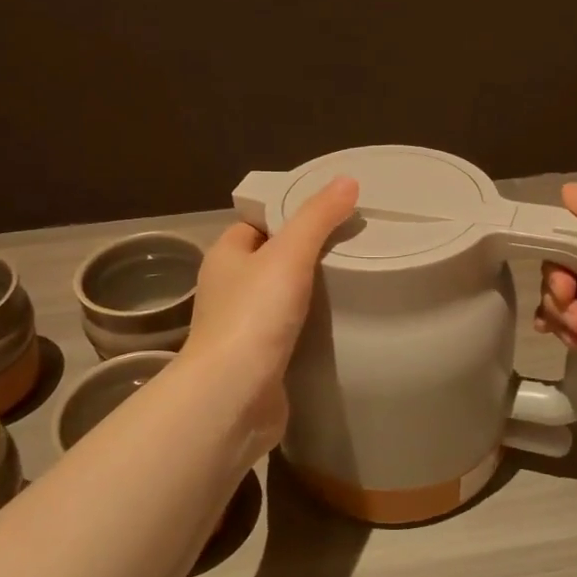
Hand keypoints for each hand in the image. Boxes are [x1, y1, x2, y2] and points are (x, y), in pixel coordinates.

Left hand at [181, 177, 358, 456]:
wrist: (234, 396)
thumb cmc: (254, 315)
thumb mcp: (289, 254)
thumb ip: (317, 217)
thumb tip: (346, 180)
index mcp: (224, 257)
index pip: (255, 225)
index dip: (286, 216)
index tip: (327, 215)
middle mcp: (226, 290)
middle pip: (269, 262)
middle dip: (303, 257)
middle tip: (349, 249)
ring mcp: (240, 328)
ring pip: (278, 300)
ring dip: (307, 295)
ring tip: (352, 284)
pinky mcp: (257, 361)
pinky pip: (286, 334)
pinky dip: (308, 328)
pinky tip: (337, 327)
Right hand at [534, 182, 576, 420]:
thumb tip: (571, 193)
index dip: (567, 241)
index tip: (569, 270)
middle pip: (570, 254)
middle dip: (560, 279)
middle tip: (570, 300)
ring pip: (562, 285)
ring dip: (558, 305)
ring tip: (576, 328)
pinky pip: (562, 311)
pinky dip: (557, 322)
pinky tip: (565, 337)